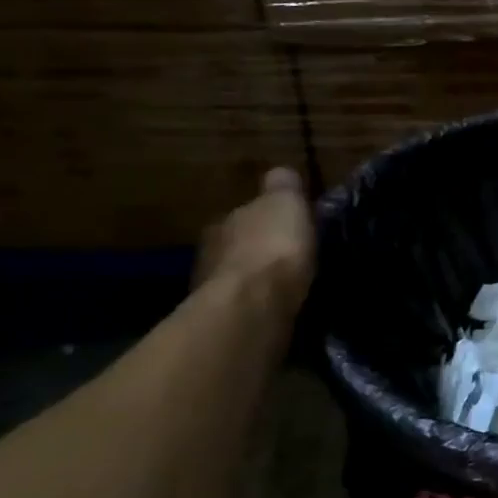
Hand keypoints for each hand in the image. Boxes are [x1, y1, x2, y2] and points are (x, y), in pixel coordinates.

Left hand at [195, 168, 315, 311]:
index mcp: (224, 221)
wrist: (253, 307)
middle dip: (259, 250)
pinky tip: (278, 309)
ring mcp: (213, 291)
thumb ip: (283, 187)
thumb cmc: (272, 248)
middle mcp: (211, 253)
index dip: (266, 219)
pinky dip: (260, 306)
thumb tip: (281, 174)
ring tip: (285, 287)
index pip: (244, 214)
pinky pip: (247, 307)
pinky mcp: (224, 323)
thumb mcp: (286, 203)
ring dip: (258, 282)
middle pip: (238, 246)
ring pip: (240, 279)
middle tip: (287, 258)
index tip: (286, 226)